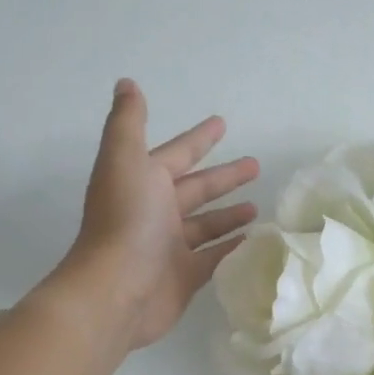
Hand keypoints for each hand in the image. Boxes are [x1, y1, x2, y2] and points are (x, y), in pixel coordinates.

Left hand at [60, 80, 258, 352]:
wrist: (114, 292)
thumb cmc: (125, 222)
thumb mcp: (125, 160)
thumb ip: (129, 122)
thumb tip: (127, 83)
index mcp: (143, 182)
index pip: (177, 154)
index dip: (199, 139)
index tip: (223, 123)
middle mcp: (155, 212)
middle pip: (197, 189)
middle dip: (224, 177)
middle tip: (256, 166)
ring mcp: (170, 247)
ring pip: (206, 225)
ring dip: (230, 214)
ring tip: (259, 207)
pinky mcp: (184, 277)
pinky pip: (213, 257)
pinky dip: (231, 249)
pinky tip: (254, 241)